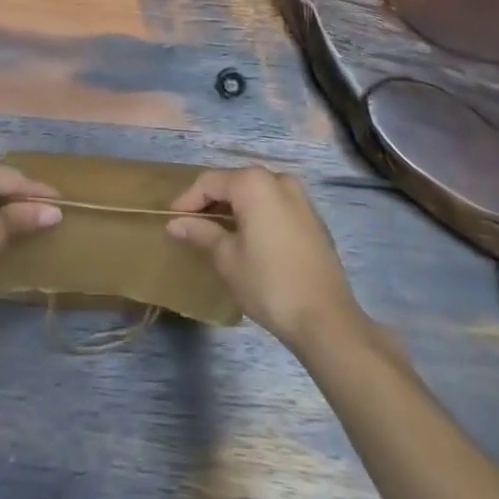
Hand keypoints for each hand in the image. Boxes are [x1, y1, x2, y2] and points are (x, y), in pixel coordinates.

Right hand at [167, 166, 364, 351]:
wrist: (326, 318)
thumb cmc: (269, 283)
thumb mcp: (227, 259)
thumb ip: (201, 233)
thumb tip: (176, 223)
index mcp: (254, 183)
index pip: (210, 182)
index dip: (188, 199)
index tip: (172, 219)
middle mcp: (278, 179)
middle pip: (235, 182)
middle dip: (212, 201)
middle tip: (193, 224)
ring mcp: (300, 197)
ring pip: (257, 192)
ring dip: (236, 207)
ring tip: (219, 231)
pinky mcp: (313, 217)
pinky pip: (276, 205)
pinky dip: (258, 214)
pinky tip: (250, 237)